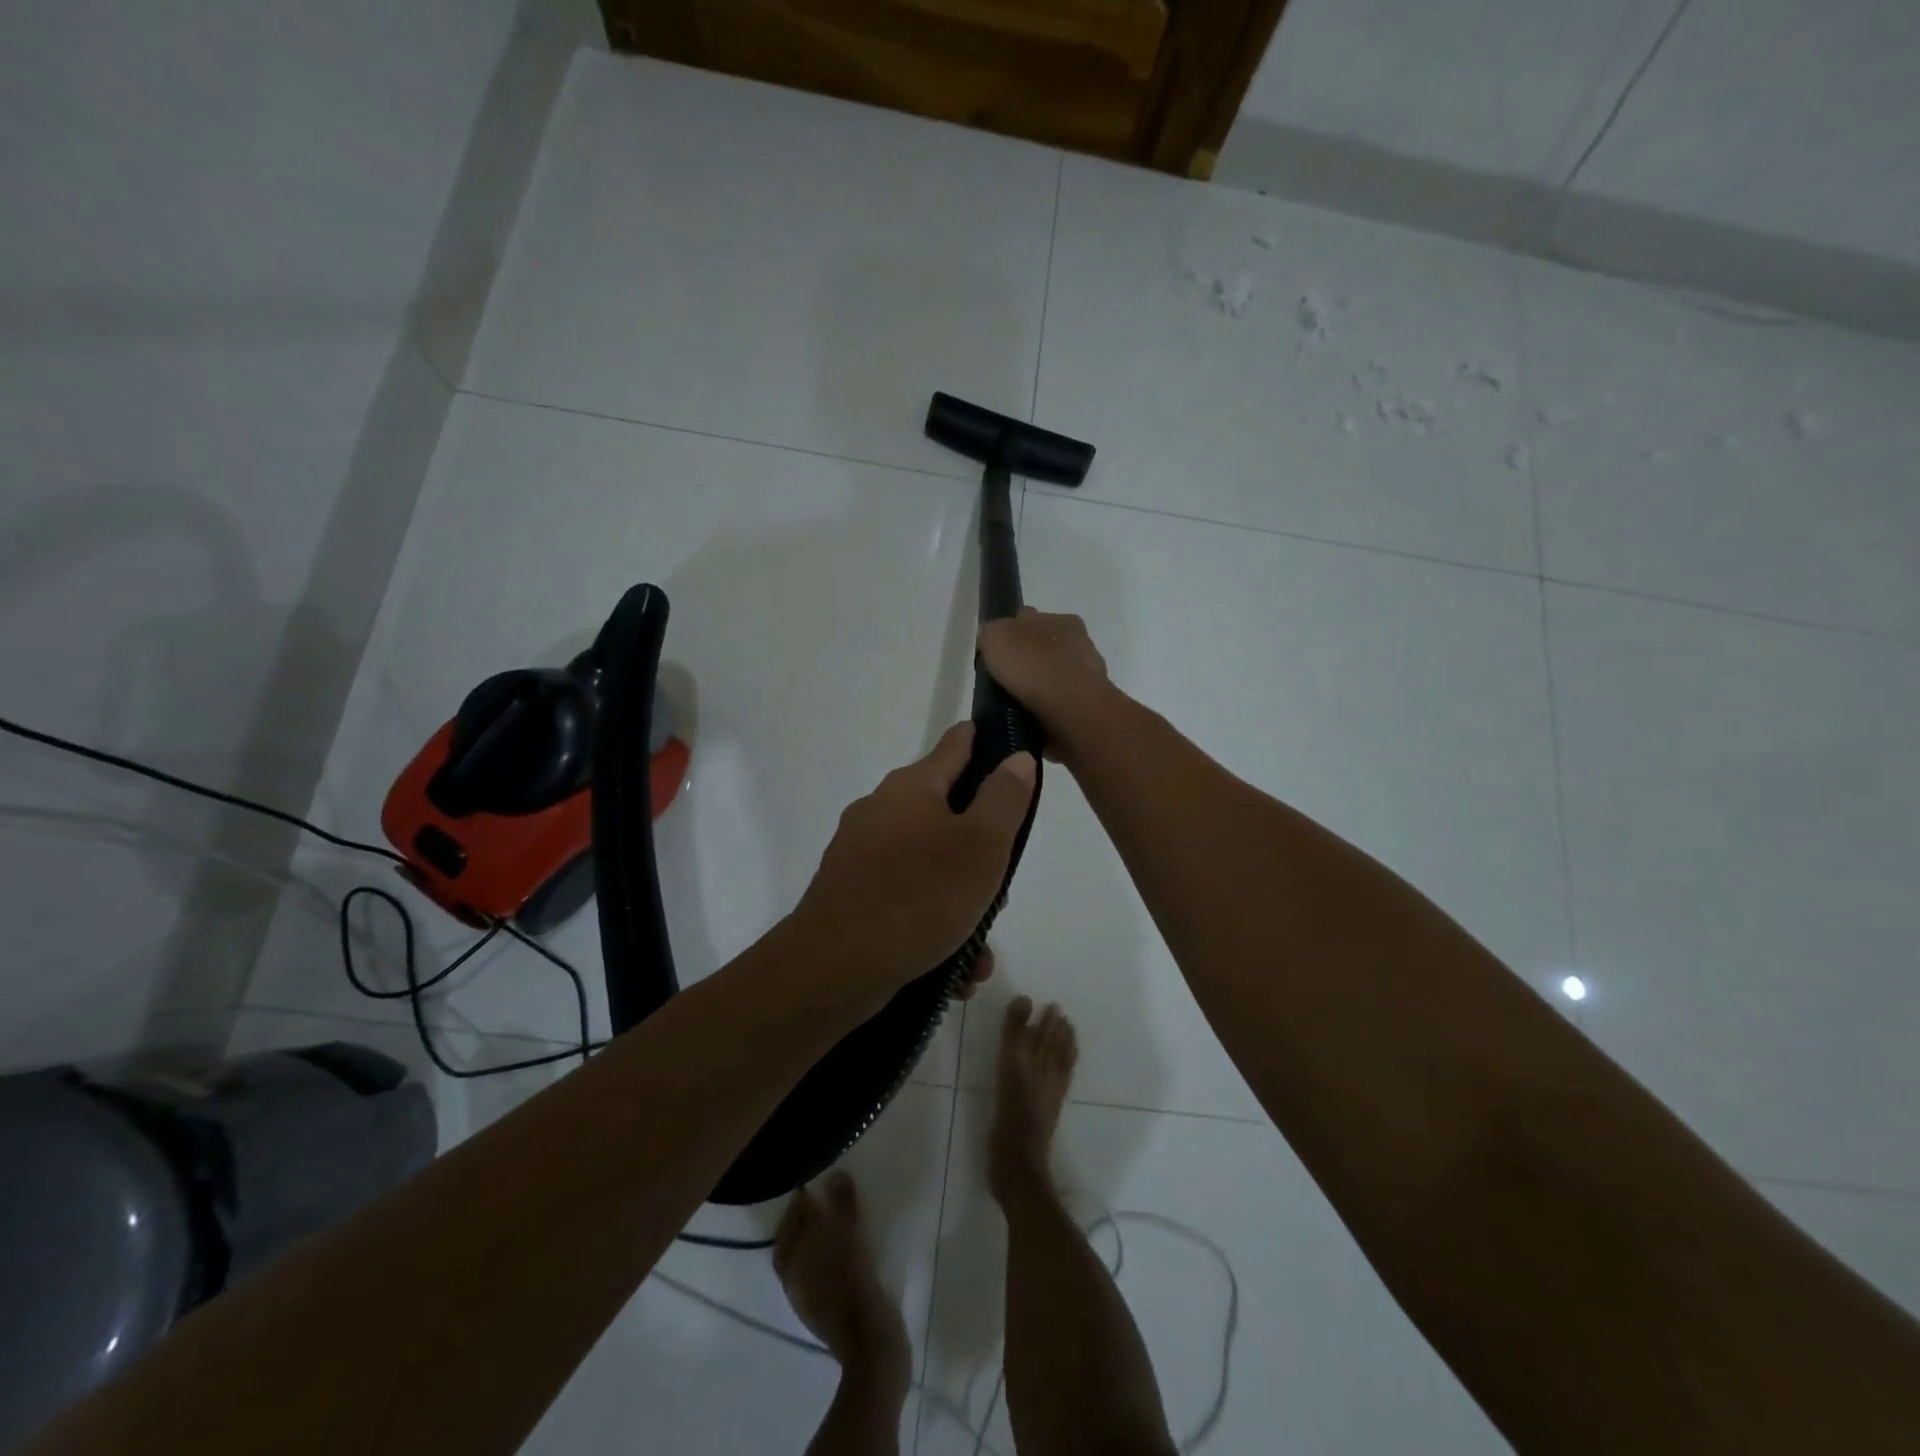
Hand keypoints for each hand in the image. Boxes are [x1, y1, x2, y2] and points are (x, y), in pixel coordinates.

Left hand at [792, 725, 1034, 994]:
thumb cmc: (918, 897)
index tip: (1017, 758)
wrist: (831, 969)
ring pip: (929, 865)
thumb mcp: (981, 846)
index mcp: (912, 786)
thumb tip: (1016, 757)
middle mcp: (881, 809)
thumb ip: (1004, 798)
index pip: (958, 743)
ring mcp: (860, 852)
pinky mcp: (851, 892)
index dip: (990, 743)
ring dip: (960, 901)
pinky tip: (951, 968)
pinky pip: (905, 897)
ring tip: (977, 949)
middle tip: (999, 890)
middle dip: (980, 849)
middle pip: (947, 811)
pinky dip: (931, 924)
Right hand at [976, 608, 1114, 760]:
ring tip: (1017, 703)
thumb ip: (991, 633)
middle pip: (1044, 647)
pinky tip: (1034, 717)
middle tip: (1005, 680)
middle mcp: (1080, 643)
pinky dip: (1049, 707)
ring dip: (1040, 686)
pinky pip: (1062, 703)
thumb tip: (992, 640)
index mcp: (1062, 620)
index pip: (1030, 620)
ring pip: (1055, 676)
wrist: (1071, 710)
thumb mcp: (996, 636)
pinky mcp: (1089, 706)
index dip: (1010, 633)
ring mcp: (1088, 676)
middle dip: (1027, 660)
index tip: (996, 653)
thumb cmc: (1033, 666)